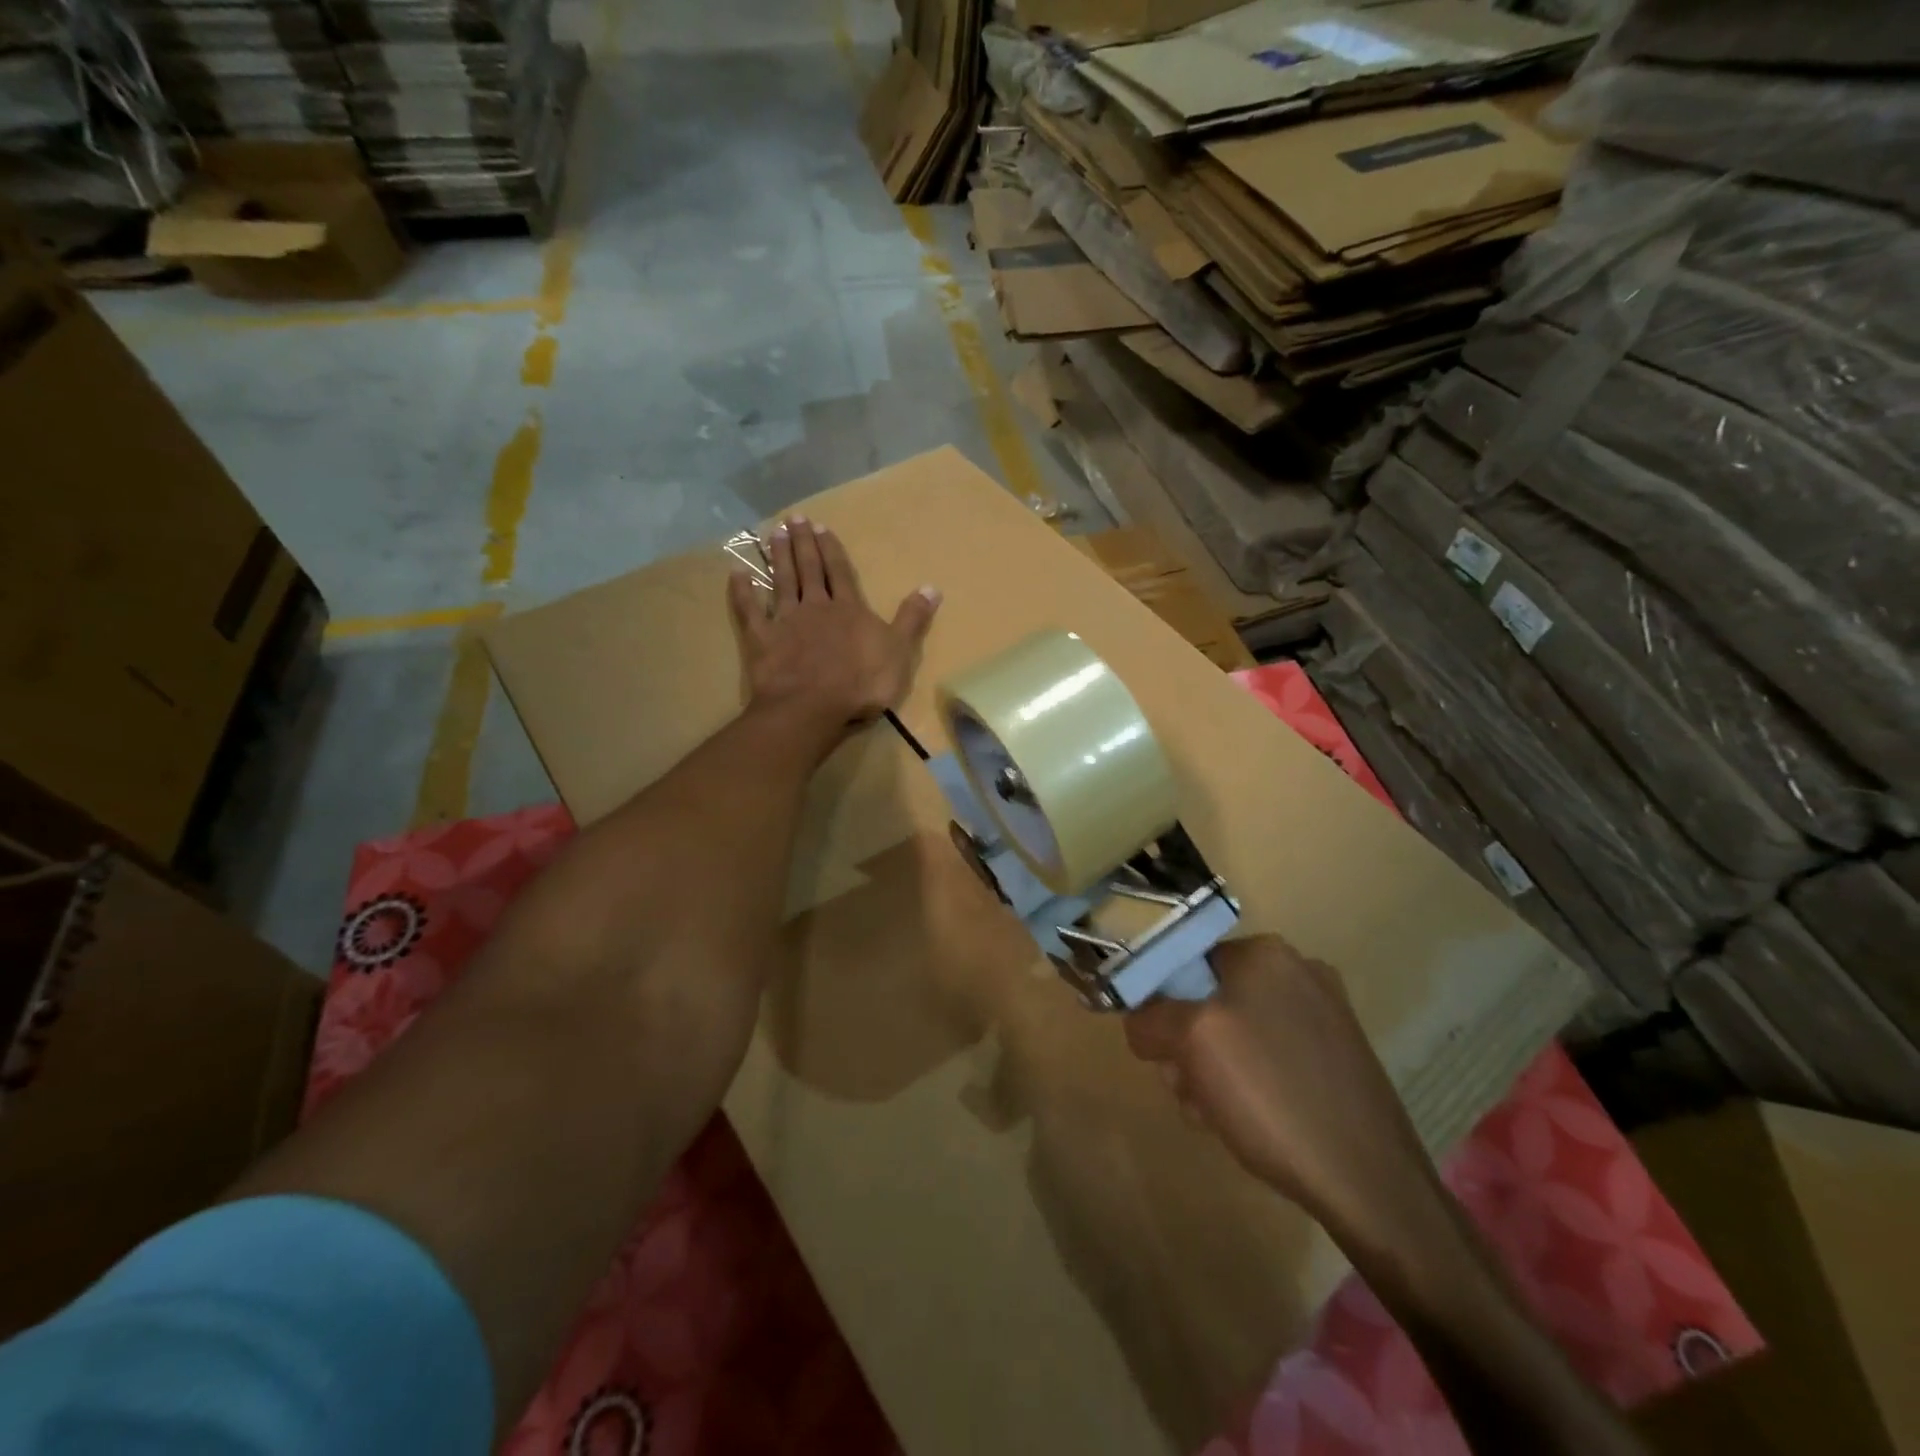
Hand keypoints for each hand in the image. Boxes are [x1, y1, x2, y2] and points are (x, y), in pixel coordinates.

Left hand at [727, 515, 940, 751]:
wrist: (813, 706)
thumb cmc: (861, 683)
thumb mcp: (899, 651)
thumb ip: (912, 619)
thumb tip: (932, 587)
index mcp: (849, 609)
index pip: (840, 573)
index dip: (831, 550)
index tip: (821, 527)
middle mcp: (816, 607)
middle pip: (809, 569)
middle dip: (803, 544)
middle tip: (794, 519)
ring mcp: (786, 621)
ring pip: (782, 582)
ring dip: (779, 557)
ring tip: (775, 534)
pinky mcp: (762, 639)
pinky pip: (750, 610)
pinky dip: (742, 592)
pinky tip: (736, 573)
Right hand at [1125, 935, 1438, 1234]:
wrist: (1371, 1181)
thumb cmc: (1272, 1095)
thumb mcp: (1191, 1043)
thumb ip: (1150, 1018)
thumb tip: (1140, 1021)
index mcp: (1266, 953)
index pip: (1185, 962)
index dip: (1162, 1006)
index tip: (1162, 1054)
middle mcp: (1299, 972)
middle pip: (1210, 999)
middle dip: (1189, 1046)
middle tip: (1189, 1091)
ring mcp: (1326, 1016)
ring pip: (1239, 1033)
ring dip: (1214, 1071)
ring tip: (1218, 1116)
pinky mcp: (1340, 1058)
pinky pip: (1273, 1057)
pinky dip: (1252, 1084)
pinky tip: (1252, 1123)